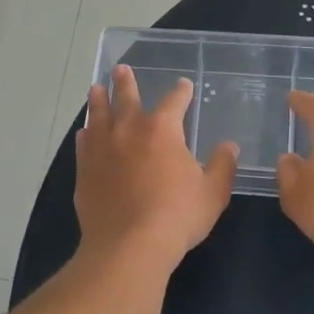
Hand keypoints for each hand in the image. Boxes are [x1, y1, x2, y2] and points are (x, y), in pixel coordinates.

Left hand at [76, 65, 237, 270]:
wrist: (129, 245)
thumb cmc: (177, 215)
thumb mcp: (212, 192)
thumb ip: (221, 166)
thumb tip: (229, 147)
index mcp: (162, 129)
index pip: (174, 101)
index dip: (181, 92)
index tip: (183, 85)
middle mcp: (128, 131)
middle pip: (126, 98)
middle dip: (125, 82)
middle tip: (120, 69)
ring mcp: (102, 150)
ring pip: (98, 116)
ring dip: (98, 101)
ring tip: (95, 89)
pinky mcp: (85, 171)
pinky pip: (84, 146)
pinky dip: (86, 136)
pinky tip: (85, 134)